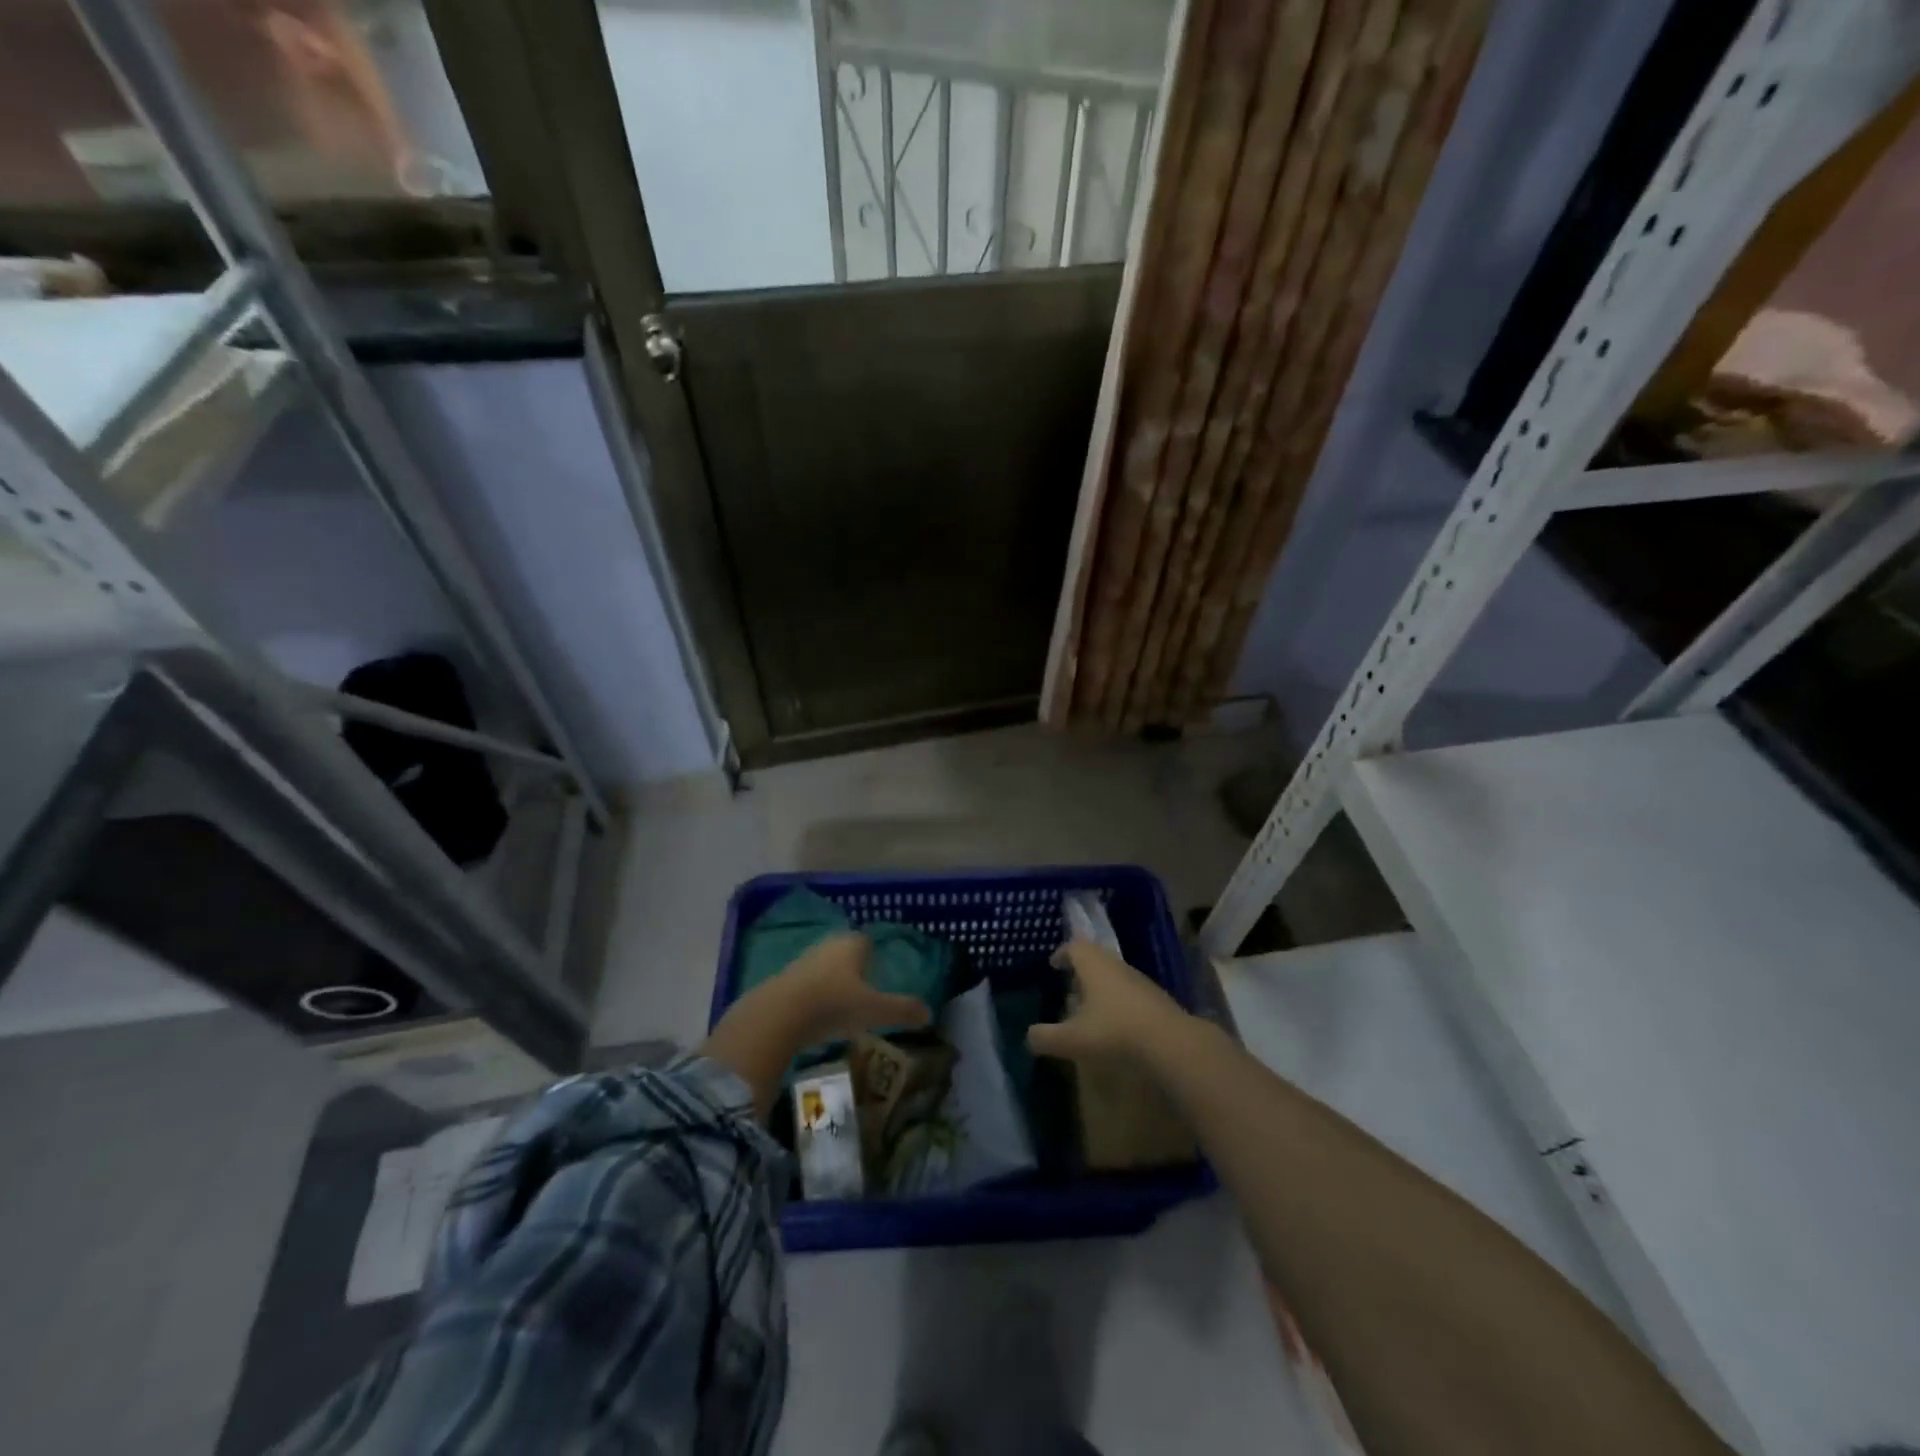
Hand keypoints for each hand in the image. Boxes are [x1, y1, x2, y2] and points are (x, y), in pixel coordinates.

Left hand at [779, 932, 930, 1044]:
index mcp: (851, 945)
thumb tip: (929, 1013)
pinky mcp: (782, 981)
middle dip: (853, 967)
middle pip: (844, 952)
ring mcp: (802, 961)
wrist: (777, 1016)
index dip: (875, 953)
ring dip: (832, 982)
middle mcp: (827, 946)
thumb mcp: (875, 1010)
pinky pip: (806, 984)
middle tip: (864, 988)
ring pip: (824, 967)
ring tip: (841, 1005)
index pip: (867, 941)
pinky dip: (813, 995)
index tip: (880, 970)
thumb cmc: (834, 1004)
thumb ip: (902, 1010)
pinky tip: (816, 1016)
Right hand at [1027, 939, 1189, 1063]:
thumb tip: (1028, 1036)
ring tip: (1088, 1008)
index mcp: (1094, 965)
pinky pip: (1129, 992)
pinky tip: (1114, 1023)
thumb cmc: (1115, 1032)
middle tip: (1068, 986)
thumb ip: (1046, 1037)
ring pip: (1114, 975)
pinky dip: (1117, 1001)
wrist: (1172, 1043)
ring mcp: (1139, 981)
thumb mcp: (1073, 1039)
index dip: (1062, 953)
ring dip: (1100, 986)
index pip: (1074, 946)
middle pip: (1095, 958)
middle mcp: (1117, 965)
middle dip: (1080, 970)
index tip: (1053, 964)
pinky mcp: (1156, 999)